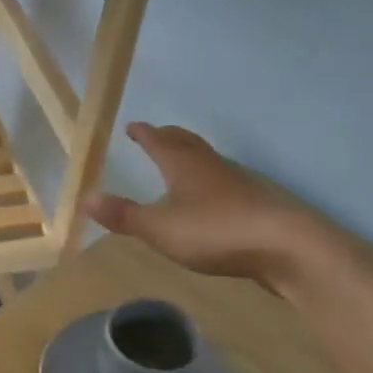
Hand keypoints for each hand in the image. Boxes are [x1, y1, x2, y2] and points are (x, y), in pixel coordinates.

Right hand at [84, 123, 330, 288]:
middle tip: (155, 135)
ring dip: (190, 158)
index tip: (132, 126)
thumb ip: (124, 215)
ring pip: (208, 162)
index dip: (144, 133)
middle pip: (187, 143)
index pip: (159, 141)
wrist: (286, 246)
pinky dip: (209, 183)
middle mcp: (211, 165)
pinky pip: (224, 184)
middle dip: (168, 138)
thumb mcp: (160, 227)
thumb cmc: (216, 231)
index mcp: (184, 165)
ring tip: (179, 165)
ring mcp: (237, 183)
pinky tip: (209, 201)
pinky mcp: (255, 204)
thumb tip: (86, 198)